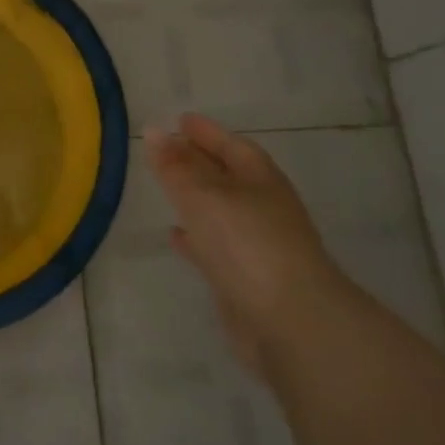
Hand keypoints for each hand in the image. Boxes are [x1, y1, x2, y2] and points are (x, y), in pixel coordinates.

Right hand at [145, 114, 349, 378]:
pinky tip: (175, 236)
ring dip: (196, 199)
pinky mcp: (247, 279)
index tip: (179, 120)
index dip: (206, 132)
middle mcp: (263, 208)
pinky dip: (196, 237)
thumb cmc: (247, 244)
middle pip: (227, 176)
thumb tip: (153, 130)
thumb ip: (175, 166)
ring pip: (221, 211)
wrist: (292, 324)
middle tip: (166, 149)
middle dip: (199, 161)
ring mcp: (258, 245)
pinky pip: (216, 246)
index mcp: (261, 180)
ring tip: (165, 188)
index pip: (232, 145)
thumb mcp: (203, 196)